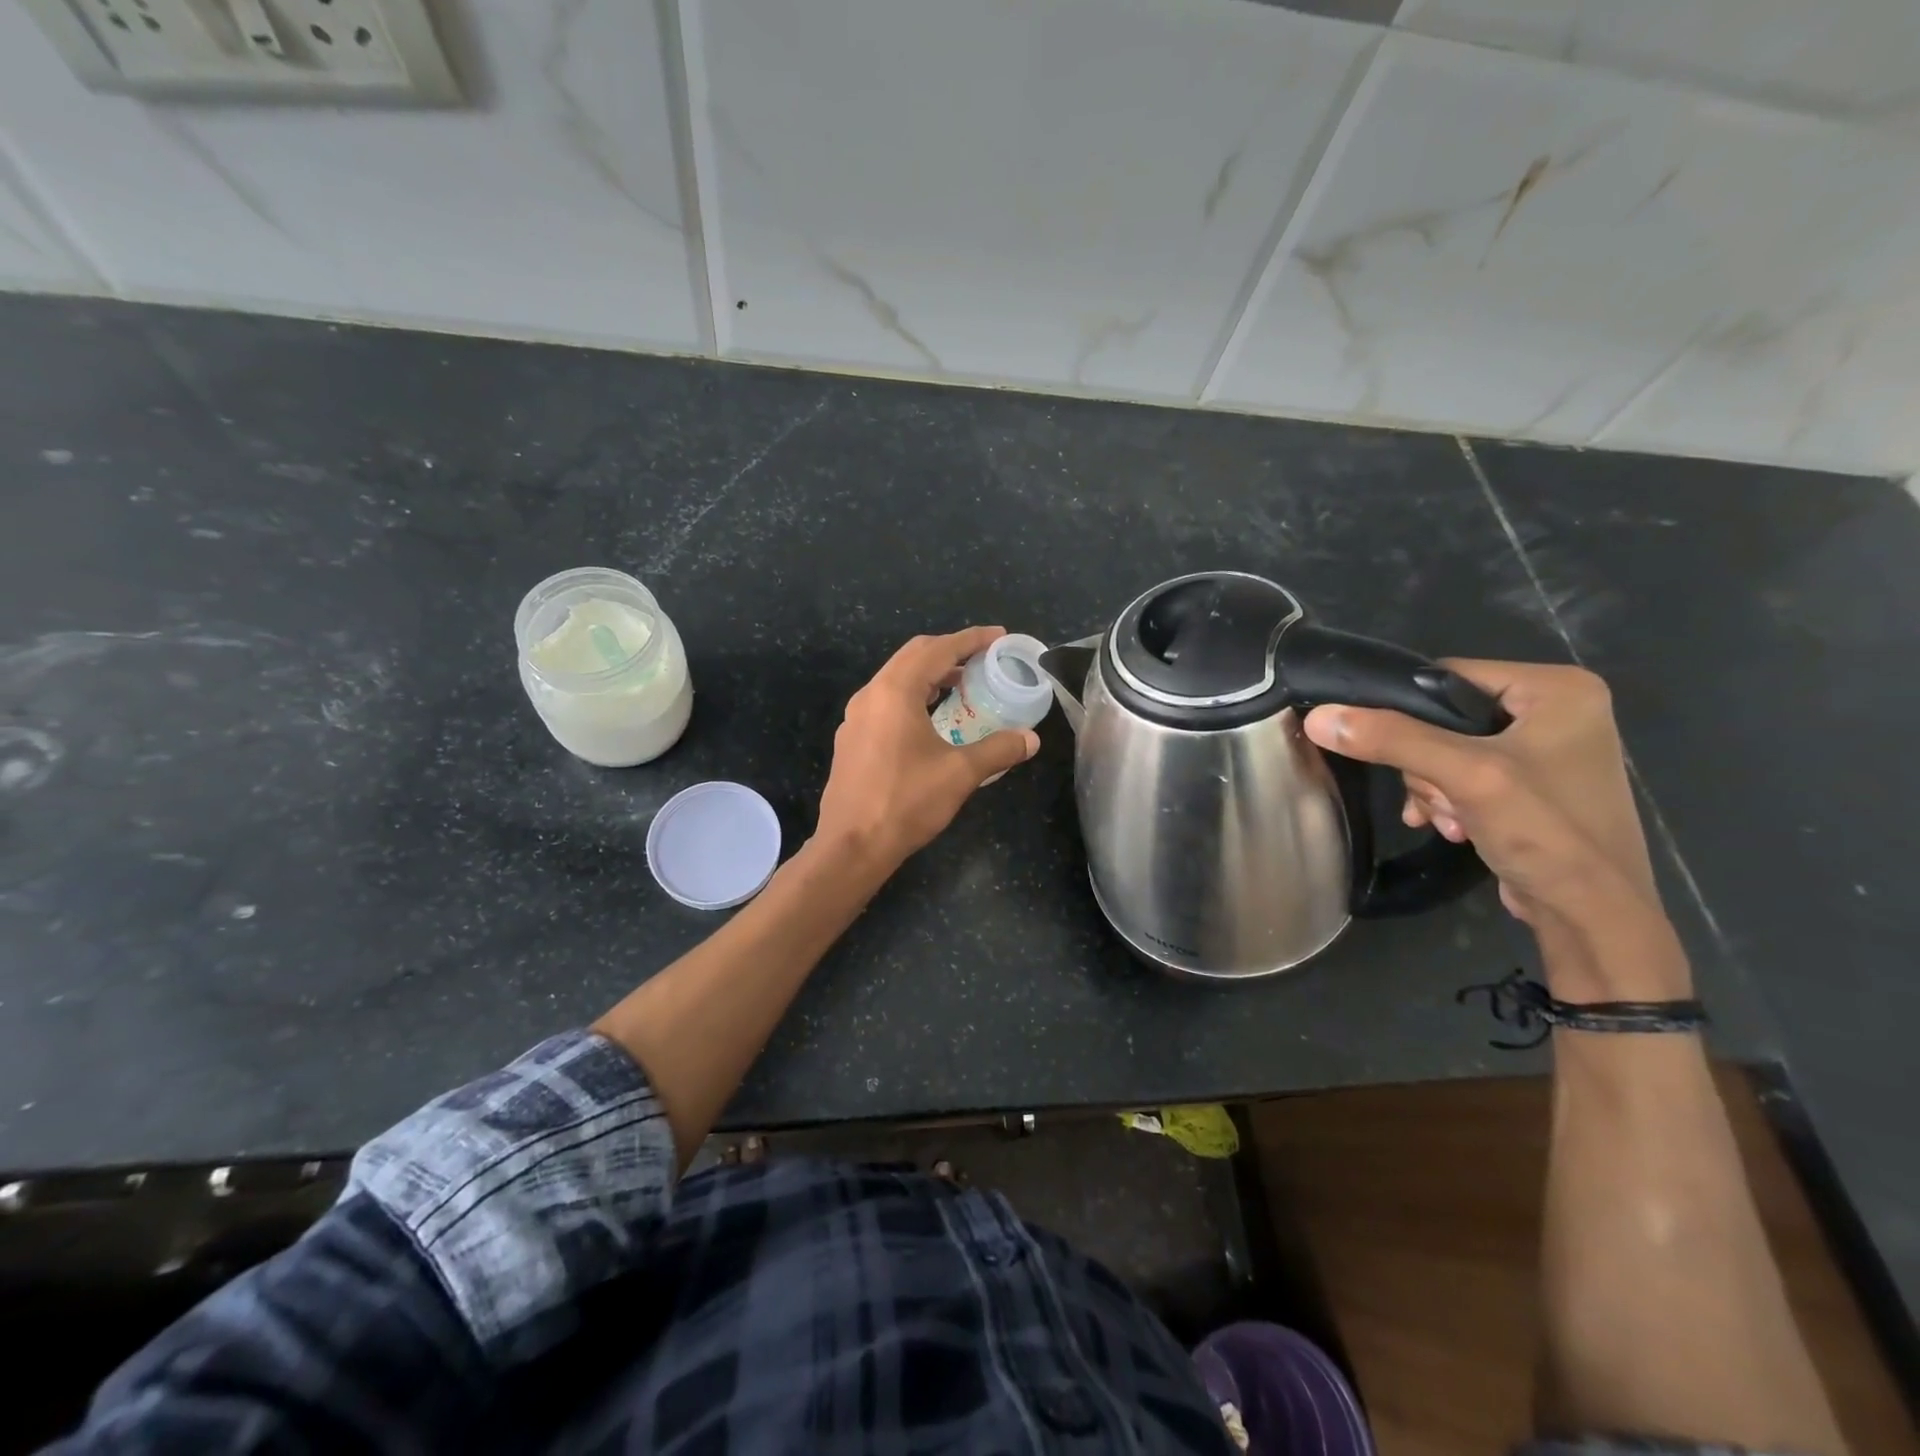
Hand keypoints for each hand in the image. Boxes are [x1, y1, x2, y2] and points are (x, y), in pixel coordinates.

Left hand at [815, 627, 1039, 870]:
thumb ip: (999, 750)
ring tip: (962, 685)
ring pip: (896, 679)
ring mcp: (856, 718)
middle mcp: (870, 695)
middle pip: (913, 656)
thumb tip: (1031, 739)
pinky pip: (886, 701)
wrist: (852, 846)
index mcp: (894, 692)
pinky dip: (913, 696)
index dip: (971, 639)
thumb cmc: (906, 802)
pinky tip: (931, 719)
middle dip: (949, 651)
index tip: (998, 636)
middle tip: (983, 659)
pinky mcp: (852, 739)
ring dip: (930, 675)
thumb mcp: (960, 774)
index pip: (938, 649)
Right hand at [1303, 662, 1665, 954]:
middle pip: (1444, 717)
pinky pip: (1464, 775)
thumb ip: (1391, 739)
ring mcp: (1546, 749)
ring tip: (1447, 820)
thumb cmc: (1544, 831)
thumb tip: (1317, 718)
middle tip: (1438, 798)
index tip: (1389, 749)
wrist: (1591, 915)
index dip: (1407, 711)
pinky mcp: (1532, 785)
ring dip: (1433, 788)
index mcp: (1558, 688)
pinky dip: (1448, 800)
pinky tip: (1450, 827)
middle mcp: (1557, 710)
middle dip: (1426, 765)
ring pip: (1446, 750)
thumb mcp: (1463, 776)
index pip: (1449, 676)